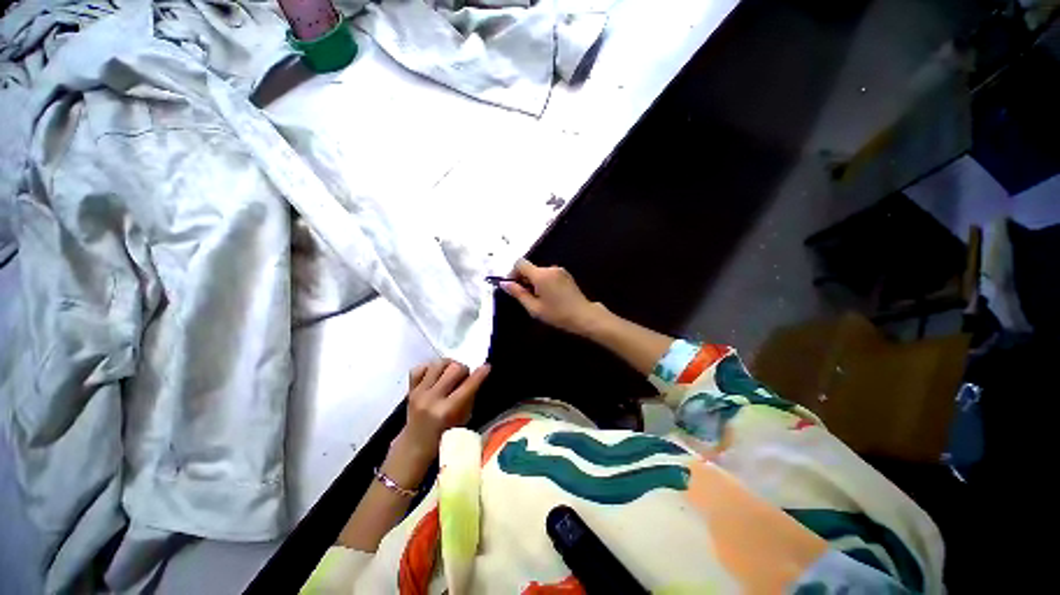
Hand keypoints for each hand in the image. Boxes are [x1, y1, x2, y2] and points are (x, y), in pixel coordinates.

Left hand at [393, 360, 490, 469]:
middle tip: (465, 378)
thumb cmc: (444, 437)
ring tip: (451, 374)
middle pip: (454, 368)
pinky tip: (436, 375)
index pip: (468, 385)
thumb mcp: (463, 421)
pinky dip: (431, 368)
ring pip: (438, 364)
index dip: (480, 374)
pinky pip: (420, 368)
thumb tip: (476, 377)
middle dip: (464, 370)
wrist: (414, 447)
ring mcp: (419, 393)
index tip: (487, 367)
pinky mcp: (410, 390)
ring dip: (449, 366)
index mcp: (447, 411)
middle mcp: (432, 399)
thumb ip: (469, 397)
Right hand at [501, 259, 604, 335]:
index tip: (512, 286)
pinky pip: (548, 274)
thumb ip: (518, 293)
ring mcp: (559, 271)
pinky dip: (543, 282)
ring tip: (537, 299)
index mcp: (540, 275)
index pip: (520, 263)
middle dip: (523, 279)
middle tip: (524, 297)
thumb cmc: (557, 314)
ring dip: (534, 282)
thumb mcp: (534, 307)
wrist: (583, 316)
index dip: (512, 273)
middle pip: (530, 268)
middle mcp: (550, 268)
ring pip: (539, 272)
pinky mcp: (565, 275)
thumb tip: (504, 284)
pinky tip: (548, 296)